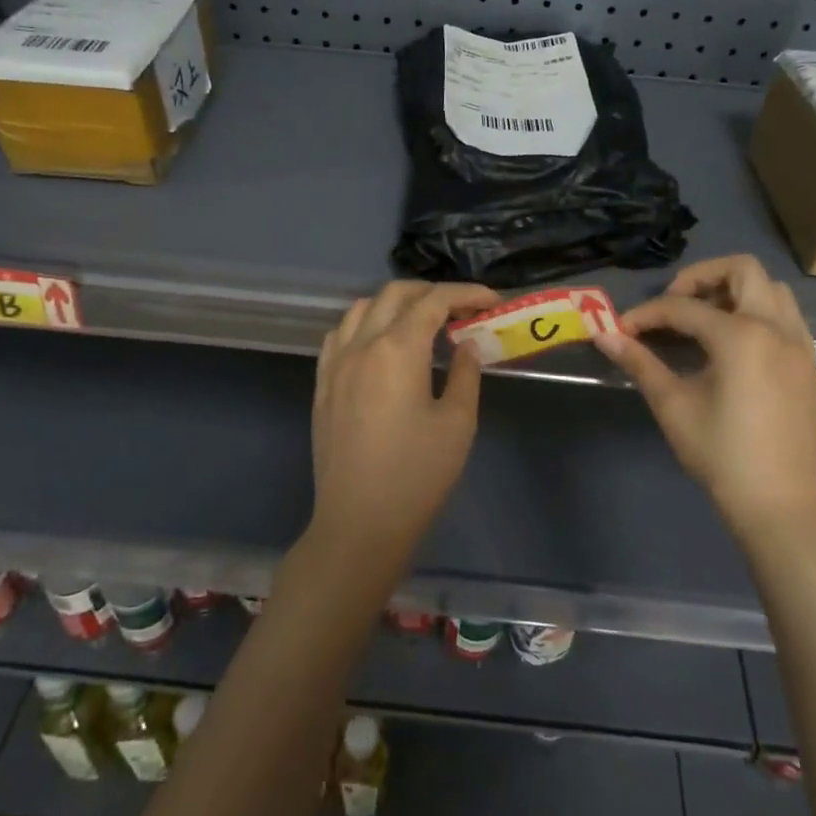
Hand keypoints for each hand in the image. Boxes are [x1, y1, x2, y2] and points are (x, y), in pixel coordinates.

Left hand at [310, 280, 498, 558]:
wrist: (359, 523)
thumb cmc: (417, 475)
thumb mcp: (458, 423)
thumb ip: (466, 374)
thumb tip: (466, 345)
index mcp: (398, 349)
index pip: (434, 301)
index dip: (466, 293)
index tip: (492, 300)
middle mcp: (362, 344)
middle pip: (395, 294)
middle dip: (432, 292)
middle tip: (462, 310)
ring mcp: (336, 363)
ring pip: (363, 307)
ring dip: (396, 303)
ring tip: (423, 323)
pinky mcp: (322, 383)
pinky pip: (341, 333)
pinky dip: (366, 323)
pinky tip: (381, 344)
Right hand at [594, 255, 815, 534]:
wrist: (780, 505)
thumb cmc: (721, 455)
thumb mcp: (673, 405)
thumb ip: (639, 362)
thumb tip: (603, 335)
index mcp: (741, 336)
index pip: (683, 308)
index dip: (647, 315)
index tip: (623, 331)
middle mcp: (776, 328)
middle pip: (742, 270)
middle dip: (700, 278)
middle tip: (674, 305)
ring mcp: (799, 344)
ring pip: (772, 289)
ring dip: (735, 291)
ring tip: (704, 319)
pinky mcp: (808, 364)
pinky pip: (786, 316)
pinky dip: (758, 312)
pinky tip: (733, 344)